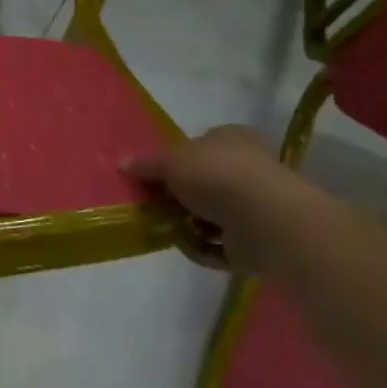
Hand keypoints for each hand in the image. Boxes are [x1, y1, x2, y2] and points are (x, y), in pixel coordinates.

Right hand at [123, 125, 328, 269]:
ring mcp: (255, 205)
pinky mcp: (257, 240)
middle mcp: (246, 167)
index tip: (153, 178)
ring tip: (169, 230)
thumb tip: (122, 163)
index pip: (199, 145)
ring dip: (189, 225)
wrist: (264, 220)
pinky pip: (221, 244)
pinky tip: (190, 247)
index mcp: (230, 138)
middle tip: (154, 206)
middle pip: (203, 182)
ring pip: (211, 215)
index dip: (175, 160)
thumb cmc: (216, 175)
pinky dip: (205, 248)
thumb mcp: (171, 162)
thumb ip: (147, 164)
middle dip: (179, 197)